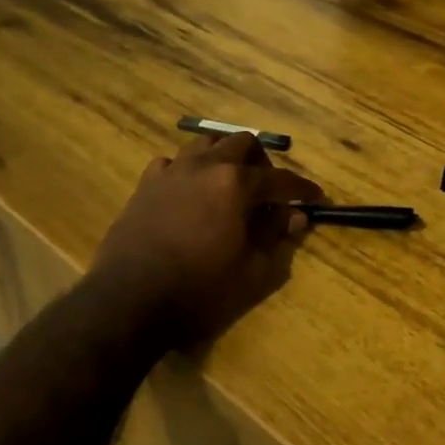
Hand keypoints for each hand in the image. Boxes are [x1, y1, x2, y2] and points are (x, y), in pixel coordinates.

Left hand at [91, 132, 323, 347]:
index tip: (315, 196)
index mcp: (236, 184)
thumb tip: (295, 216)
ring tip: (229, 185)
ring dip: (224, 157)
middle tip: (268, 191)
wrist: (129, 302)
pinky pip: (172, 164)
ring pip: (205, 143)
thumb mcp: (251, 272)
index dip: (301, 188)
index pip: (280, 179)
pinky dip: (188, 171)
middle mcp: (205, 166)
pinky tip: (189, 194)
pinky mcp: (145, 185)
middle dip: (262, 162)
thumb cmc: (199, 290)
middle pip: (242, 143)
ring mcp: (171, 172)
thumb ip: (276, 238)